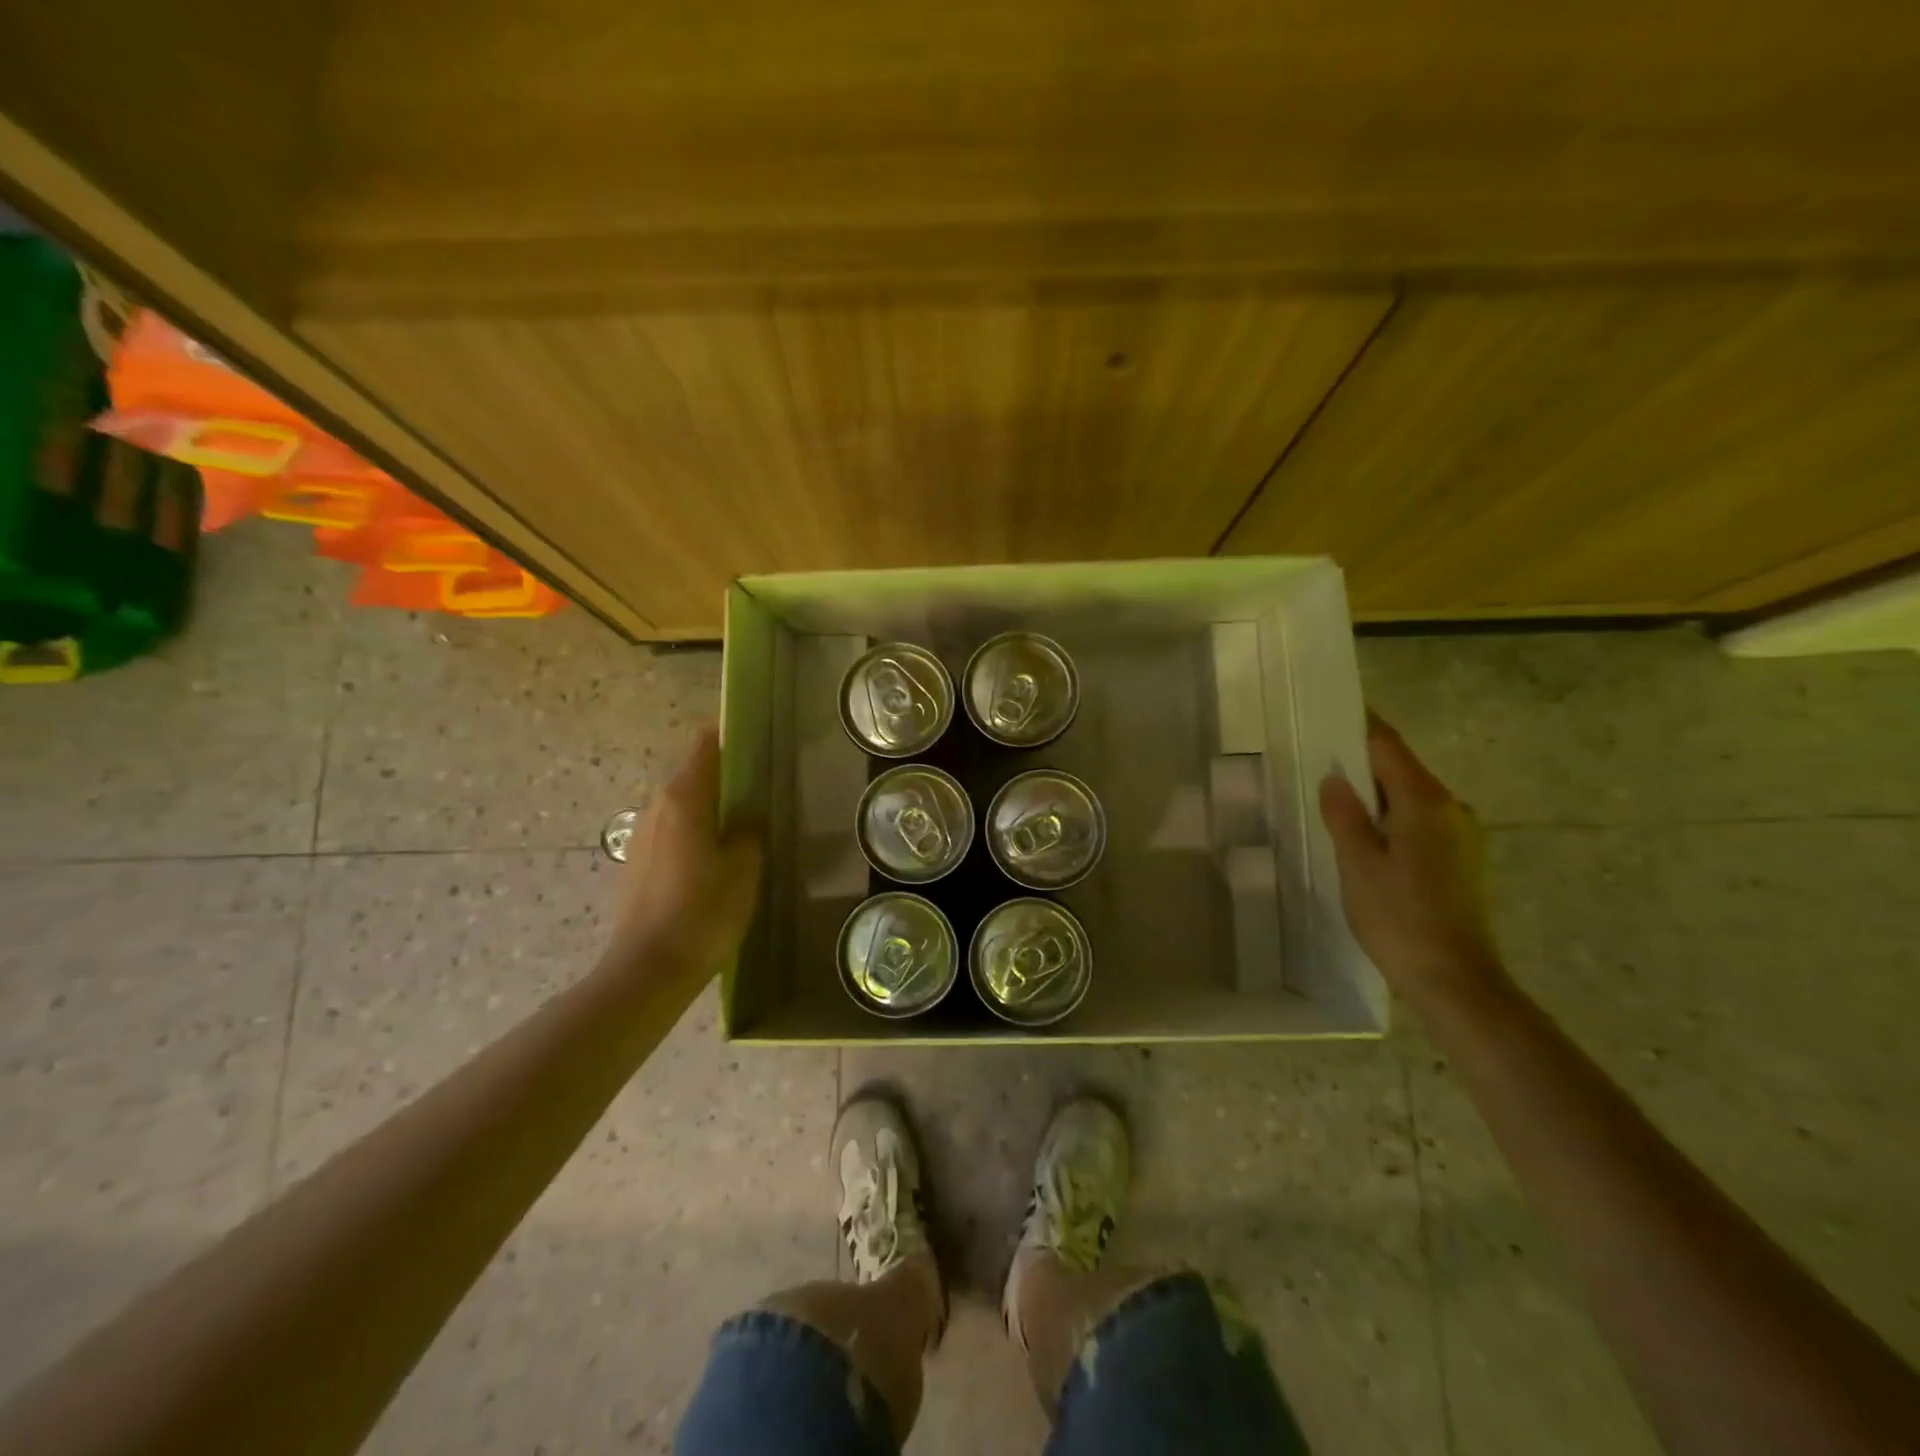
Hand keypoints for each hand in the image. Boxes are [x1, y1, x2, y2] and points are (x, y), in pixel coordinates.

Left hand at [610, 726, 763, 981]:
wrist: (648, 969)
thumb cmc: (704, 912)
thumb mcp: (744, 867)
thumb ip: (749, 829)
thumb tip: (747, 814)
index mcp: (684, 797)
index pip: (705, 743)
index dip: (729, 734)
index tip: (757, 738)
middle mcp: (656, 805)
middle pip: (692, 772)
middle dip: (724, 773)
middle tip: (760, 788)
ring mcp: (642, 833)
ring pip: (681, 803)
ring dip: (709, 804)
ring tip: (740, 825)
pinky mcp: (636, 860)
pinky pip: (671, 829)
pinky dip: (693, 829)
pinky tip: (713, 858)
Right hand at [1319, 713, 1508, 1014]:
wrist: (1456, 980)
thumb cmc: (1400, 918)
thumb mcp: (1358, 864)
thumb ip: (1344, 815)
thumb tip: (1334, 778)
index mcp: (1425, 802)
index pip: (1388, 746)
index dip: (1359, 724)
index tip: (1330, 707)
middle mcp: (1451, 808)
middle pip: (1401, 768)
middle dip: (1361, 760)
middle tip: (1316, 755)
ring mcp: (1462, 834)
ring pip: (1410, 796)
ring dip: (1375, 792)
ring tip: (1333, 796)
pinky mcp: (1462, 859)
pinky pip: (1419, 820)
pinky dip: (1390, 816)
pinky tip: (1364, 834)